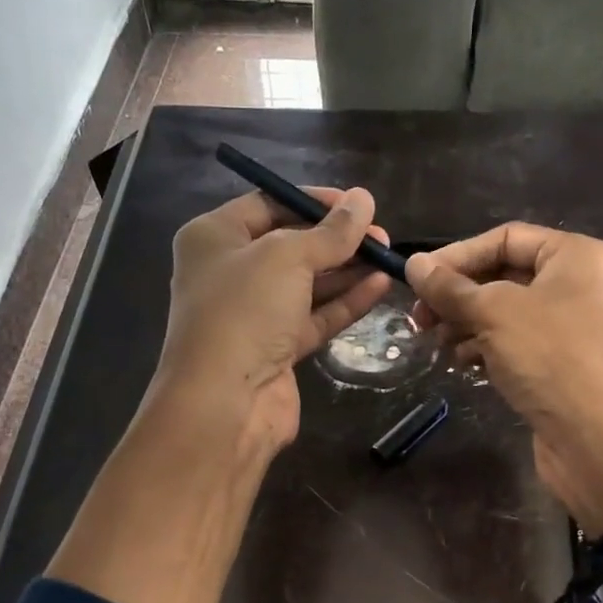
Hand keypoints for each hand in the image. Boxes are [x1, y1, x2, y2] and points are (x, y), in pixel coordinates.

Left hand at [150, 187, 392, 456]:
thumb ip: (330, 232)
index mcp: (214, 238)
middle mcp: (230, 272)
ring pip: (306, 284)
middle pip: (291, 245)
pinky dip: (345, 302)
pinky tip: (380, 286)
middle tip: (381, 235)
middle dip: (336, 239)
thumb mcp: (288, 257)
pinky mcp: (276, 348)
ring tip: (388, 256)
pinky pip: (315, 316)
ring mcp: (253, 314)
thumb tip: (363, 199)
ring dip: (346, 270)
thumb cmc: (244, 311)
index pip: (267, 204)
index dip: (313, 201)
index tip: (356, 204)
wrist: (225, 402)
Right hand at [408, 224, 602, 529]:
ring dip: (466, 324)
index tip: (417, 279)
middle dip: (458, 296)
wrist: (600, 441)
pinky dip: (486, 348)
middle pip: (503, 276)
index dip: (457, 255)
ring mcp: (572, 327)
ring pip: (505, 313)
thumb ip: (450, 288)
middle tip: (420, 318)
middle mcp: (578, 285)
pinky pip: (516, 343)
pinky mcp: (562, 364)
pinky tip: (463, 364)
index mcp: (575, 256)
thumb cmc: (551, 359)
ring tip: (436, 343)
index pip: (505, 238)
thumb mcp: (494, 314)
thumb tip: (414, 264)